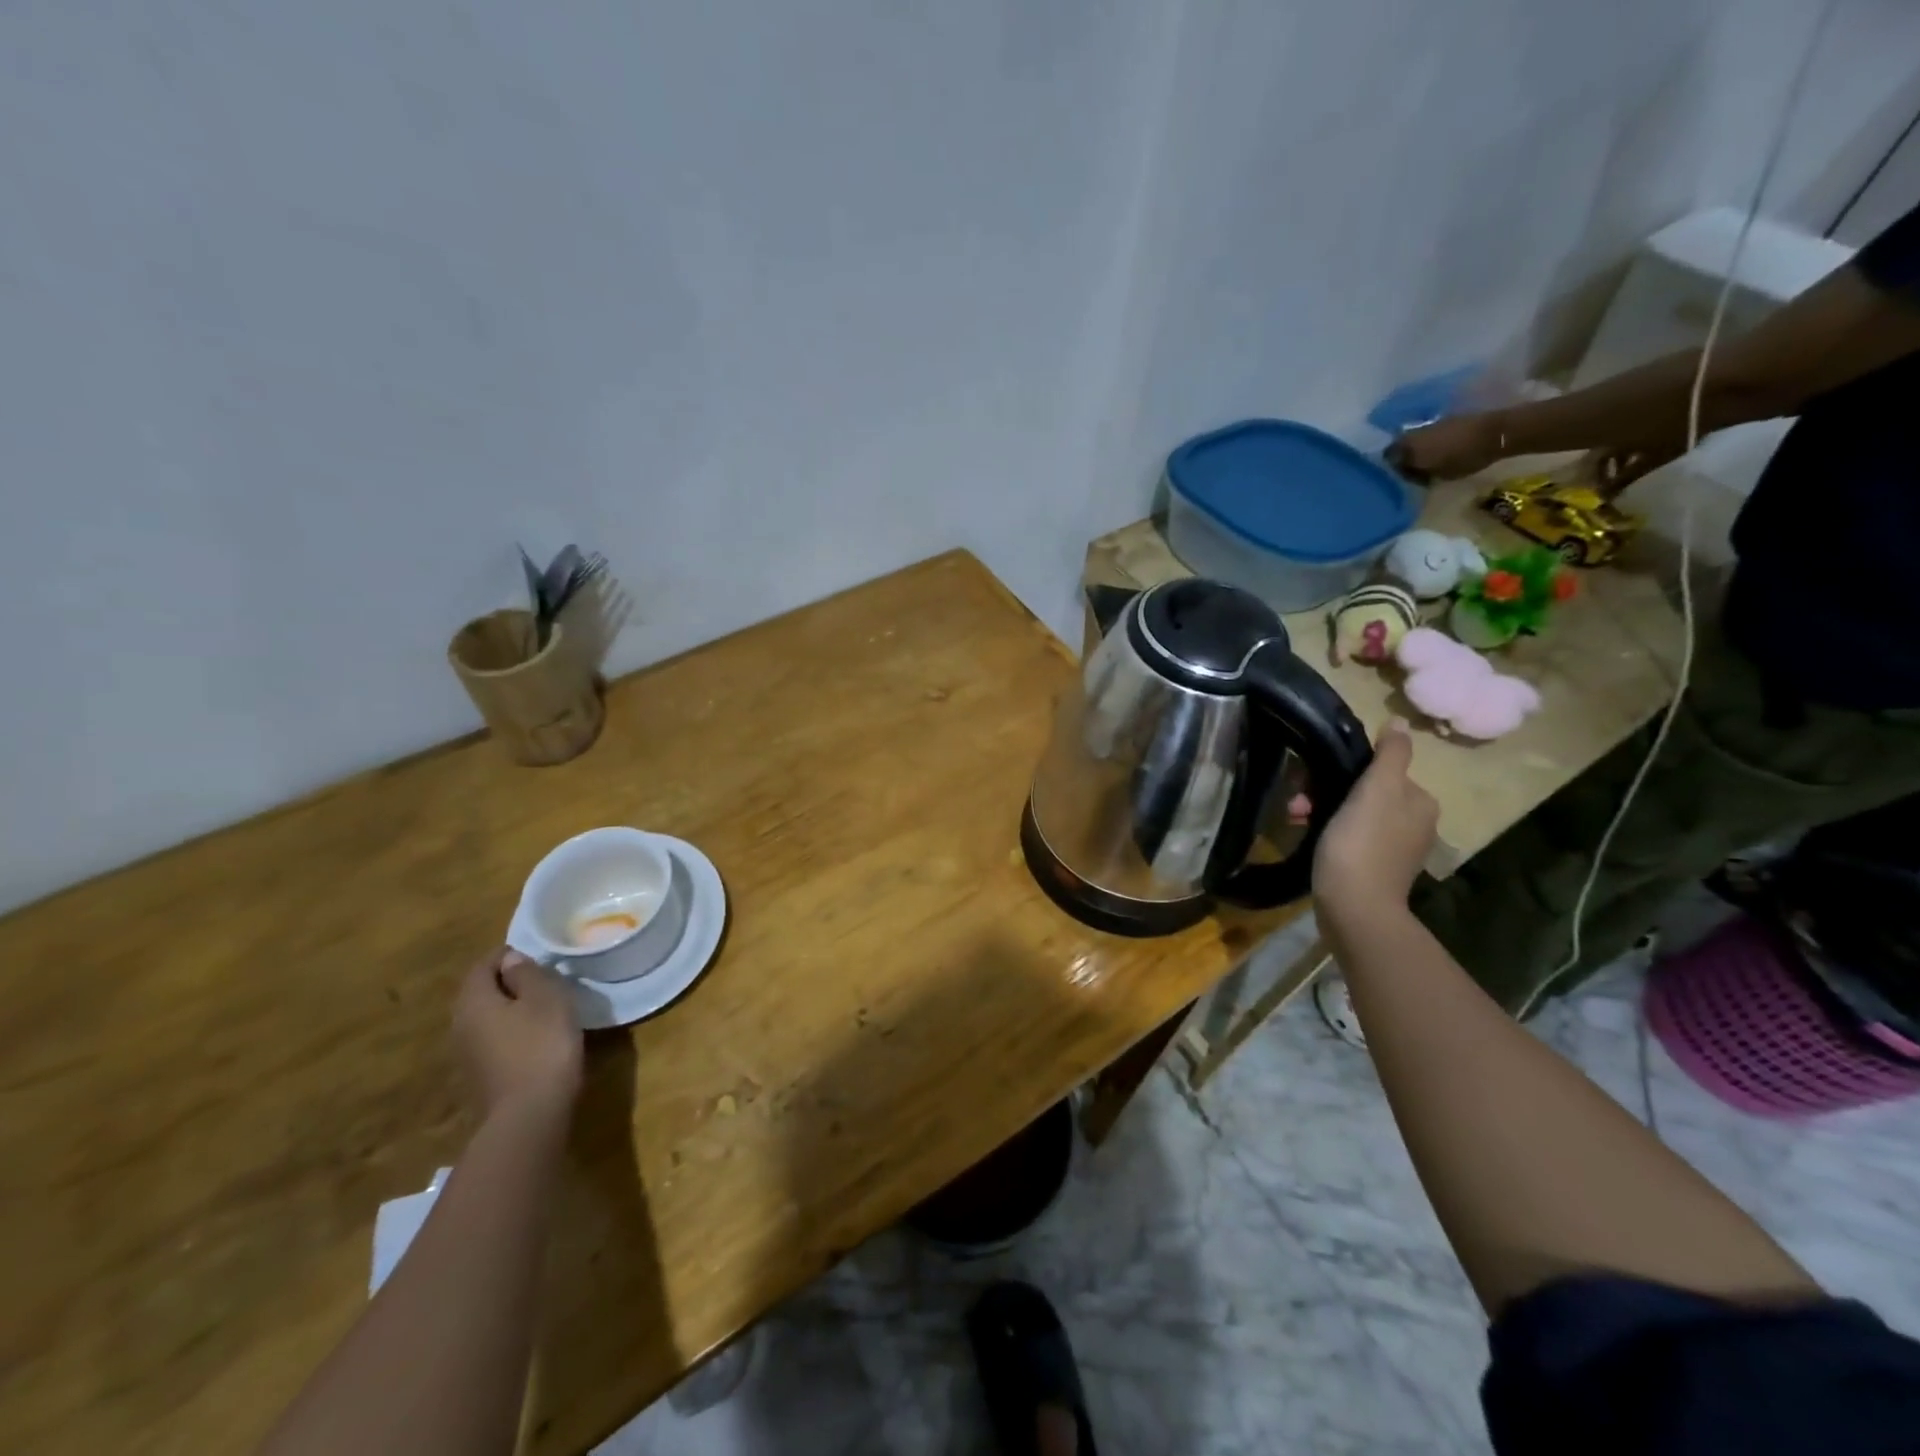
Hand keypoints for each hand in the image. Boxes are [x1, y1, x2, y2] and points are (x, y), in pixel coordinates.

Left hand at [452, 948, 583, 1121]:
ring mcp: (467, 1054)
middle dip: (506, 981)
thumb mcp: (546, 999)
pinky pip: (493, 1039)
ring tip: (542, 1005)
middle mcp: (460, 1025)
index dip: (506, 954)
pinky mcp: (480, 1075)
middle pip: (480, 991)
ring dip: (509, 1007)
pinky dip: (511, 1030)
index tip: (535, 953)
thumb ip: (527, 974)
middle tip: (541, 977)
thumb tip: (511, 960)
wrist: (529, 1114)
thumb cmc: (542, 1045)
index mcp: (474, 1001)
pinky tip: (535, 1036)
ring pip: (486, 1017)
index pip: (483, 965)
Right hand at [1312, 719, 1437, 916]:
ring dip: (1320, 811)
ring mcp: (1394, 849)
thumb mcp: (1377, 790)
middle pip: (1364, 792)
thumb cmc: (1362, 843)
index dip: (1342, 770)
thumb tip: (1402, 722)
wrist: (1354, 907)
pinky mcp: (1373, 869)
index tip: (1311, 781)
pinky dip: (1327, 833)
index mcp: (1420, 801)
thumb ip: (1391, 754)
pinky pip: (1348, 838)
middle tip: (1297, 805)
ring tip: (1295, 820)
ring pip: (1352, 814)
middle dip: (1325, 792)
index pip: (1379, 770)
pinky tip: (1306, 837)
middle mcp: (1414, 823)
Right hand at [1386, 413, 1505, 482]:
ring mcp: (1428, 425)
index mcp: (1407, 447)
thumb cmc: (1465, 458)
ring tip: (1428, 461)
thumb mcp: (1438, 475)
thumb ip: (1418, 474)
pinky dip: (1430, 443)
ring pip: (1413, 440)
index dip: (1392, 470)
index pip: (1388, 459)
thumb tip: (1409, 473)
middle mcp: (1412, 433)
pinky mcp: (1444, 419)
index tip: (1403, 478)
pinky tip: (1440, 450)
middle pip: (1398, 447)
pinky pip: (1428, 434)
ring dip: (1417, 450)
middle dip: (1403, 458)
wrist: (1496, 432)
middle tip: (1414, 470)